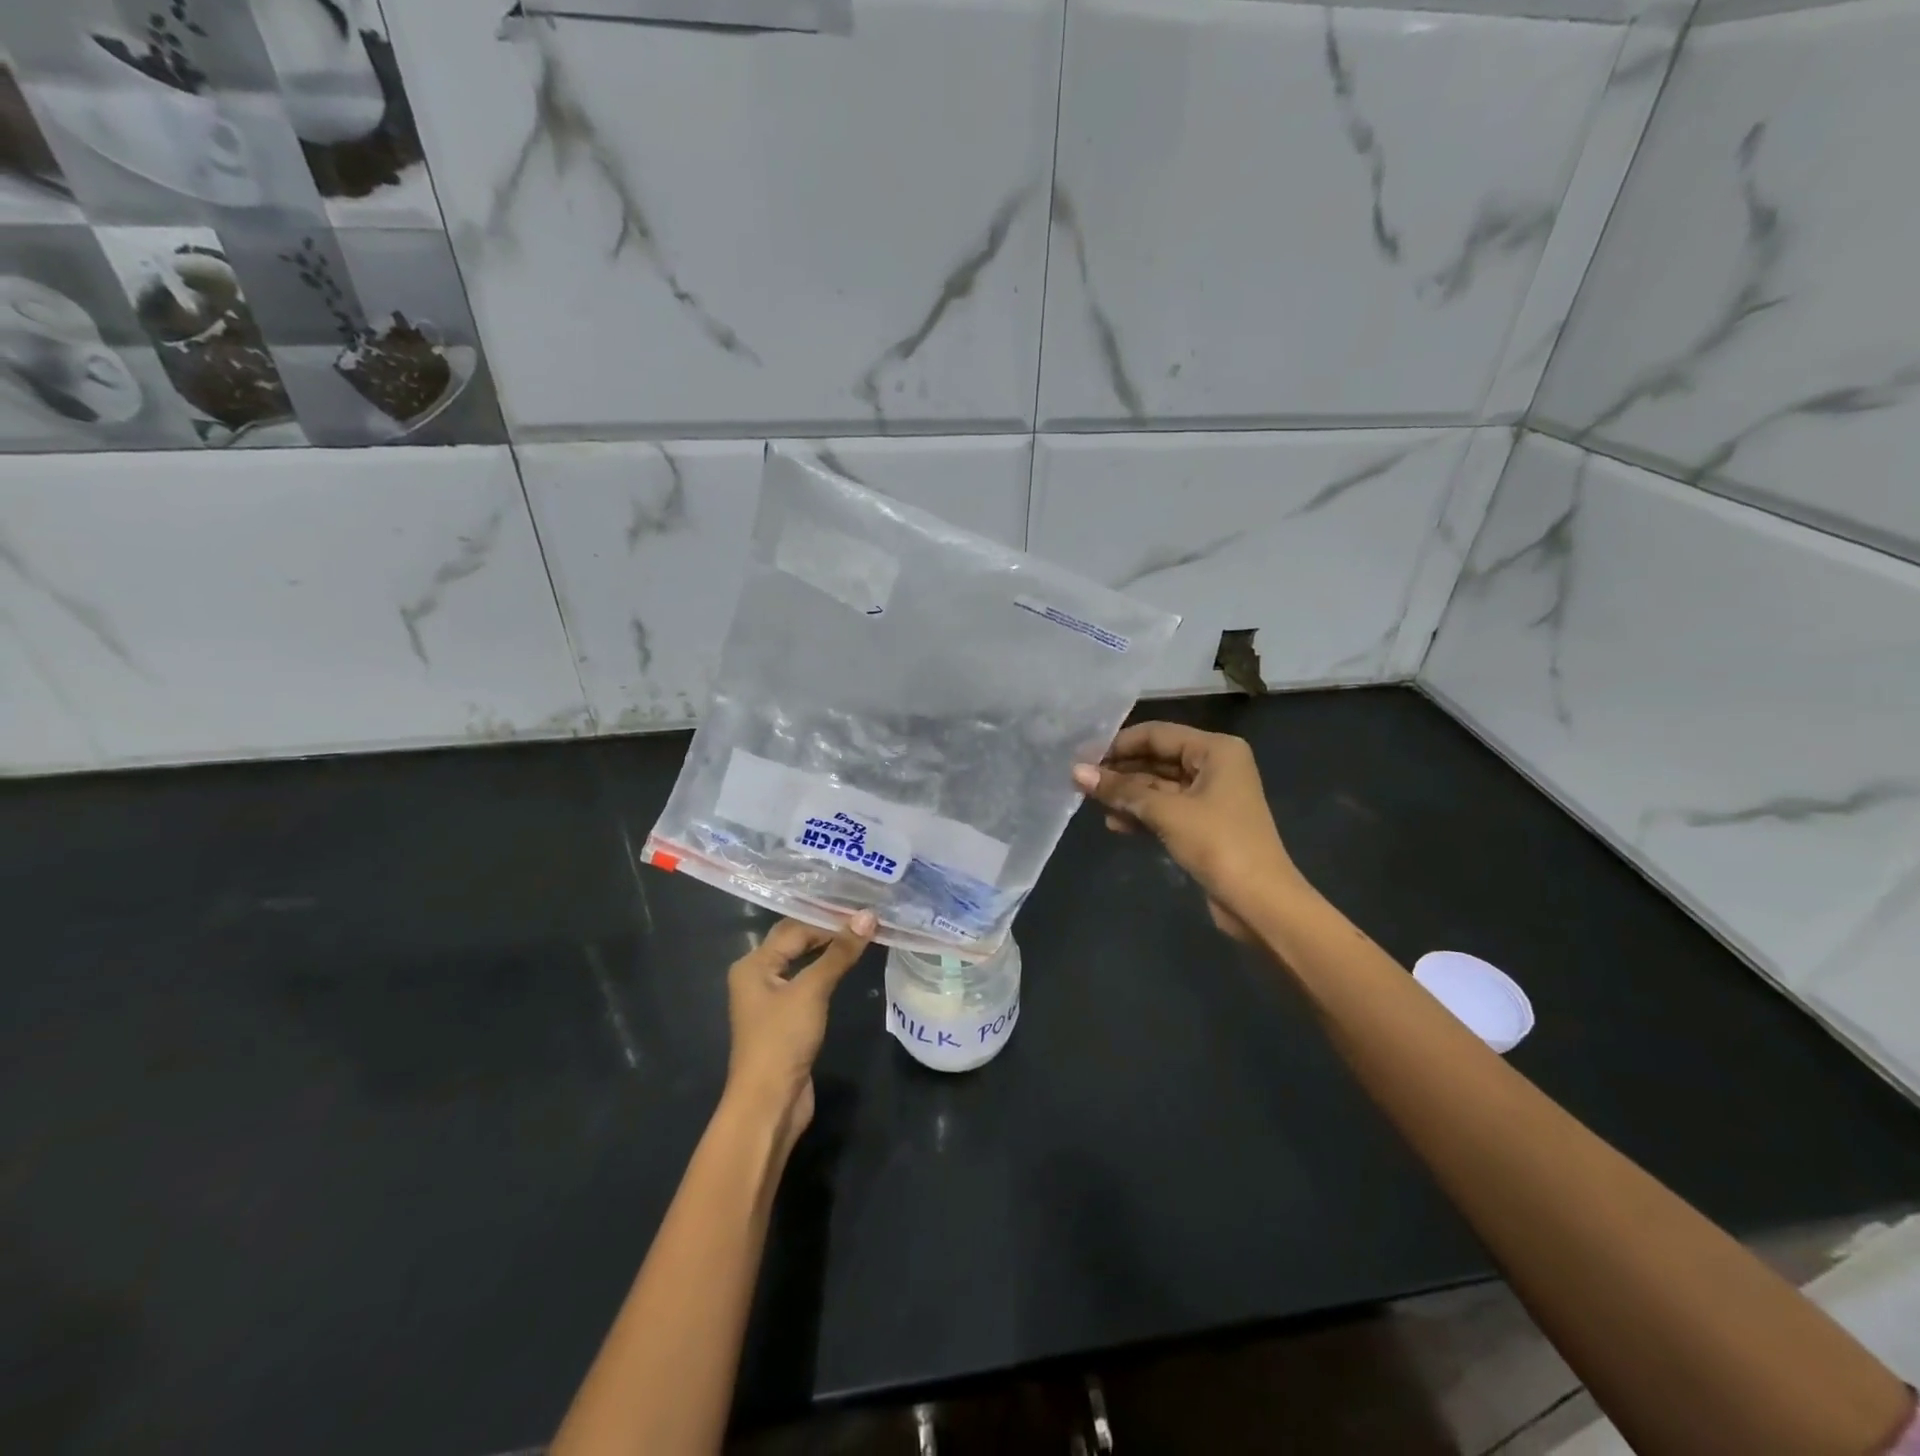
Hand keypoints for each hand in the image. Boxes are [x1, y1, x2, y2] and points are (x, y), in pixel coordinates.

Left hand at [724, 913, 874, 1149]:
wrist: (769, 1103)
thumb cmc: (783, 1040)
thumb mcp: (812, 991)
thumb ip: (839, 953)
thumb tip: (868, 916)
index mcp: (753, 964)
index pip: (794, 928)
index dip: (828, 919)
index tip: (864, 911)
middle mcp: (756, 976)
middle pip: (794, 942)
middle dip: (827, 930)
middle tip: (865, 919)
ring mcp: (770, 1000)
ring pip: (802, 963)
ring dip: (828, 952)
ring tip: (862, 937)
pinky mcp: (785, 1020)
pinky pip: (807, 984)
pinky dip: (826, 973)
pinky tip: (846, 969)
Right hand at [1073, 722, 1305, 941]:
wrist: (1260, 902)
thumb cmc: (1218, 844)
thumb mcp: (1166, 812)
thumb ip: (1121, 790)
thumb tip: (1076, 772)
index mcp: (1216, 750)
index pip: (1157, 734)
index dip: (1118, 745)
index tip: (1082, 759)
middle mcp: (1215, 766)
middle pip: (1156, 759)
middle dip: (1119, 771)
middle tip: (1081, 782)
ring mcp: (1209, 797)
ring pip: (1158, 787)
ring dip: (1127, 796)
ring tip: (1091, 804)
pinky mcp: (1202, 825)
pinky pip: (1164, 809)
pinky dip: (1141, 815)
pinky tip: (1115, 825)